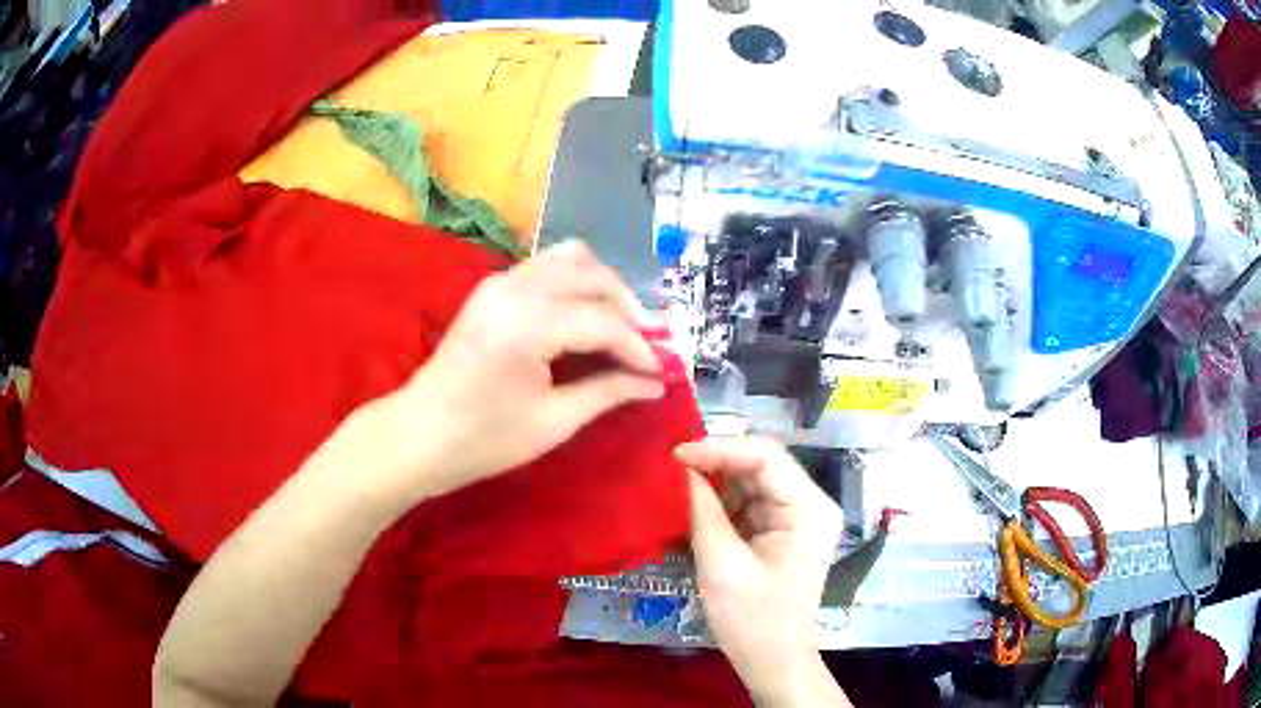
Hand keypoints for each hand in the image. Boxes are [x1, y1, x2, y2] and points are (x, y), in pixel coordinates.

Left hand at [371, 240, 665, 498]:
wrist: (419, 434)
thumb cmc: (483, 440)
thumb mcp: (553, 422)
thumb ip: (608, 391)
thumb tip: (654, 381)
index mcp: (528, 324)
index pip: (604, 320)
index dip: (639, 346)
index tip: (662, 370)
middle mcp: (515, 288)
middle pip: (593, 274)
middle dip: (628, 307)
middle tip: (647, 346)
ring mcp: (500, 281)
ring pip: (571, 258)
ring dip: (603, 287)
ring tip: (621, 326)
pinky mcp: (492, 287)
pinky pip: (547, 267)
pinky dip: (576, 283)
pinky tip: (585, 316)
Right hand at [680, 438, 847, 706]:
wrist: (773, 663)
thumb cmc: (753, 621)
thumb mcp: (722, 565)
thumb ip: (702, 511)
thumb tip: (679, 469)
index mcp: (809, 509)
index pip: (767, 457)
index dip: (720, 448)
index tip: (675, 455)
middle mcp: (809, 504)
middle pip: (760, 465)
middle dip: (714, 463)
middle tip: (668, 465)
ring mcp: (795, 518)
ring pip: (750, 482)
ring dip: (713, 482)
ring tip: (672, 481)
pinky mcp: (778, 533)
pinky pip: (746, 504)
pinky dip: (718, 503)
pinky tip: (689, 504)